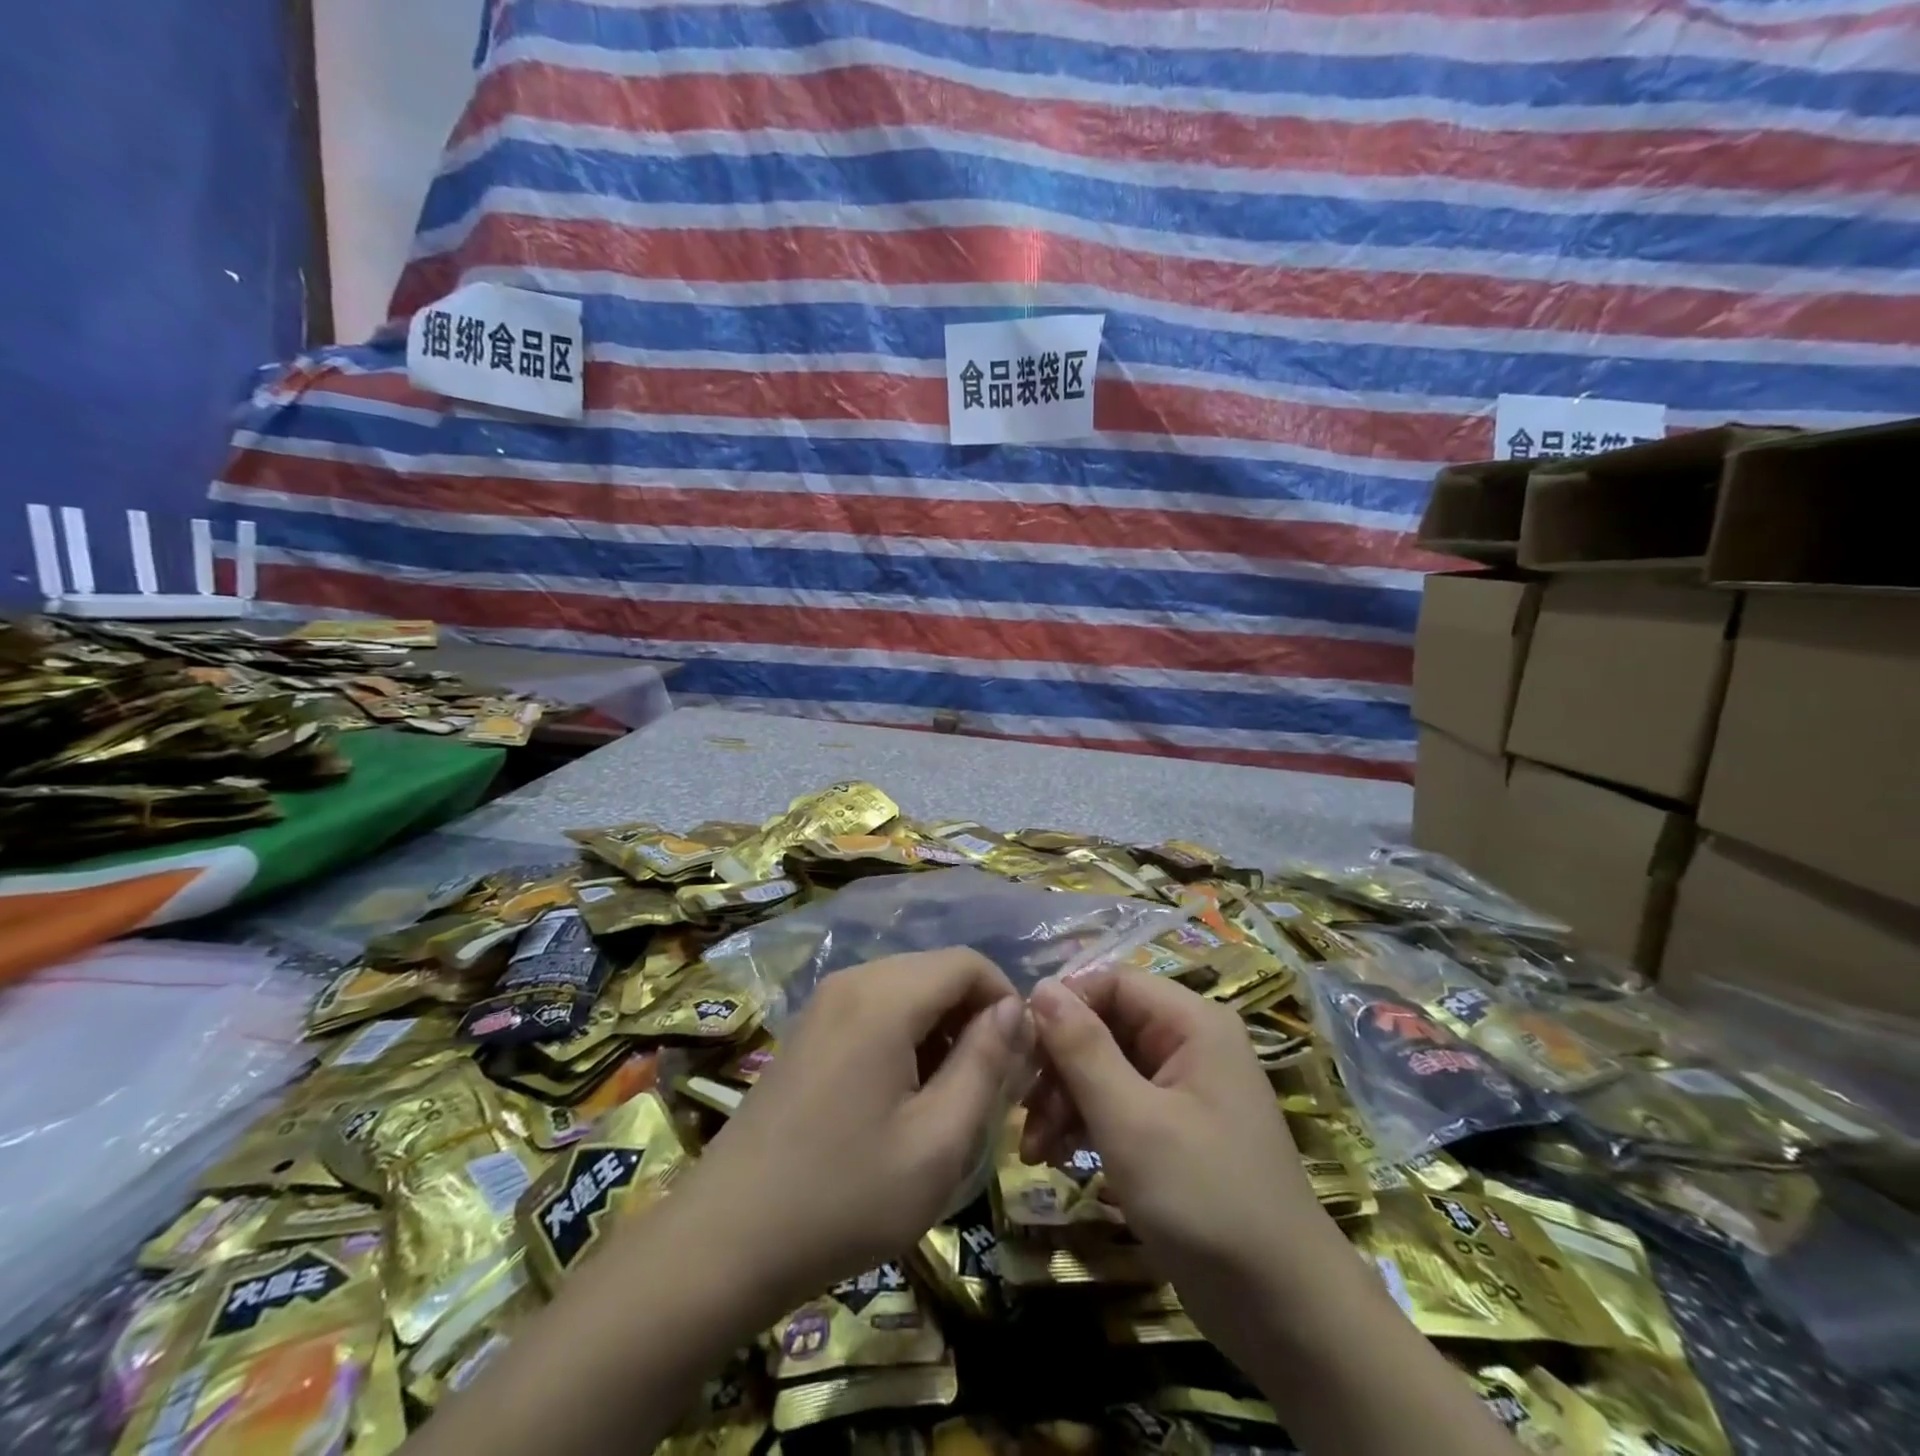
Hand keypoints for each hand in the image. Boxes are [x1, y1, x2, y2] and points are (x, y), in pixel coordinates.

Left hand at [670, 948, 1025, 1314]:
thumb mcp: (938, 1141)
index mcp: (885, 996)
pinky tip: (902, 1096)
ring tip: (949, 1097)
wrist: (726, 1240)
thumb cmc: (844, 1196)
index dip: (1006, 1000)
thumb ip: (985, 1064)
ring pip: (908, 989)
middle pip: (937, 971)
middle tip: (989, 1086)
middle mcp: (853, 980)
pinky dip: (907, 1036)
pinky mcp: (809, 1028)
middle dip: (974, 1017)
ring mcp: (824, 1002)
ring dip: (942, 1029)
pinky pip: (876, 1008)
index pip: (968, 962)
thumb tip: (1014, 1008)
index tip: (1019, 1060)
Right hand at [1024, 970, 1348, 1352]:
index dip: (1065, 1006)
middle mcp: (1189, 1044)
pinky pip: (1119, 1105)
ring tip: (1033, 1150)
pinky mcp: (1174, 1131)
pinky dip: (1085, 1125)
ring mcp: (1183, 1089)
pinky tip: (1055, 1158)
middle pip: (1106, 1026)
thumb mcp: (1132, 1121)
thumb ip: (1083, 1049)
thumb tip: (1041, 987)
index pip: (1113, 982)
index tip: (1021, 1049)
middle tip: (1021, 1110)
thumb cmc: (1206, 1200)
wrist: (1285, 1314)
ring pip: (1106, 1068)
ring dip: (1064, 1101)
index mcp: (1192, 1024)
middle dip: (1059, 1065)